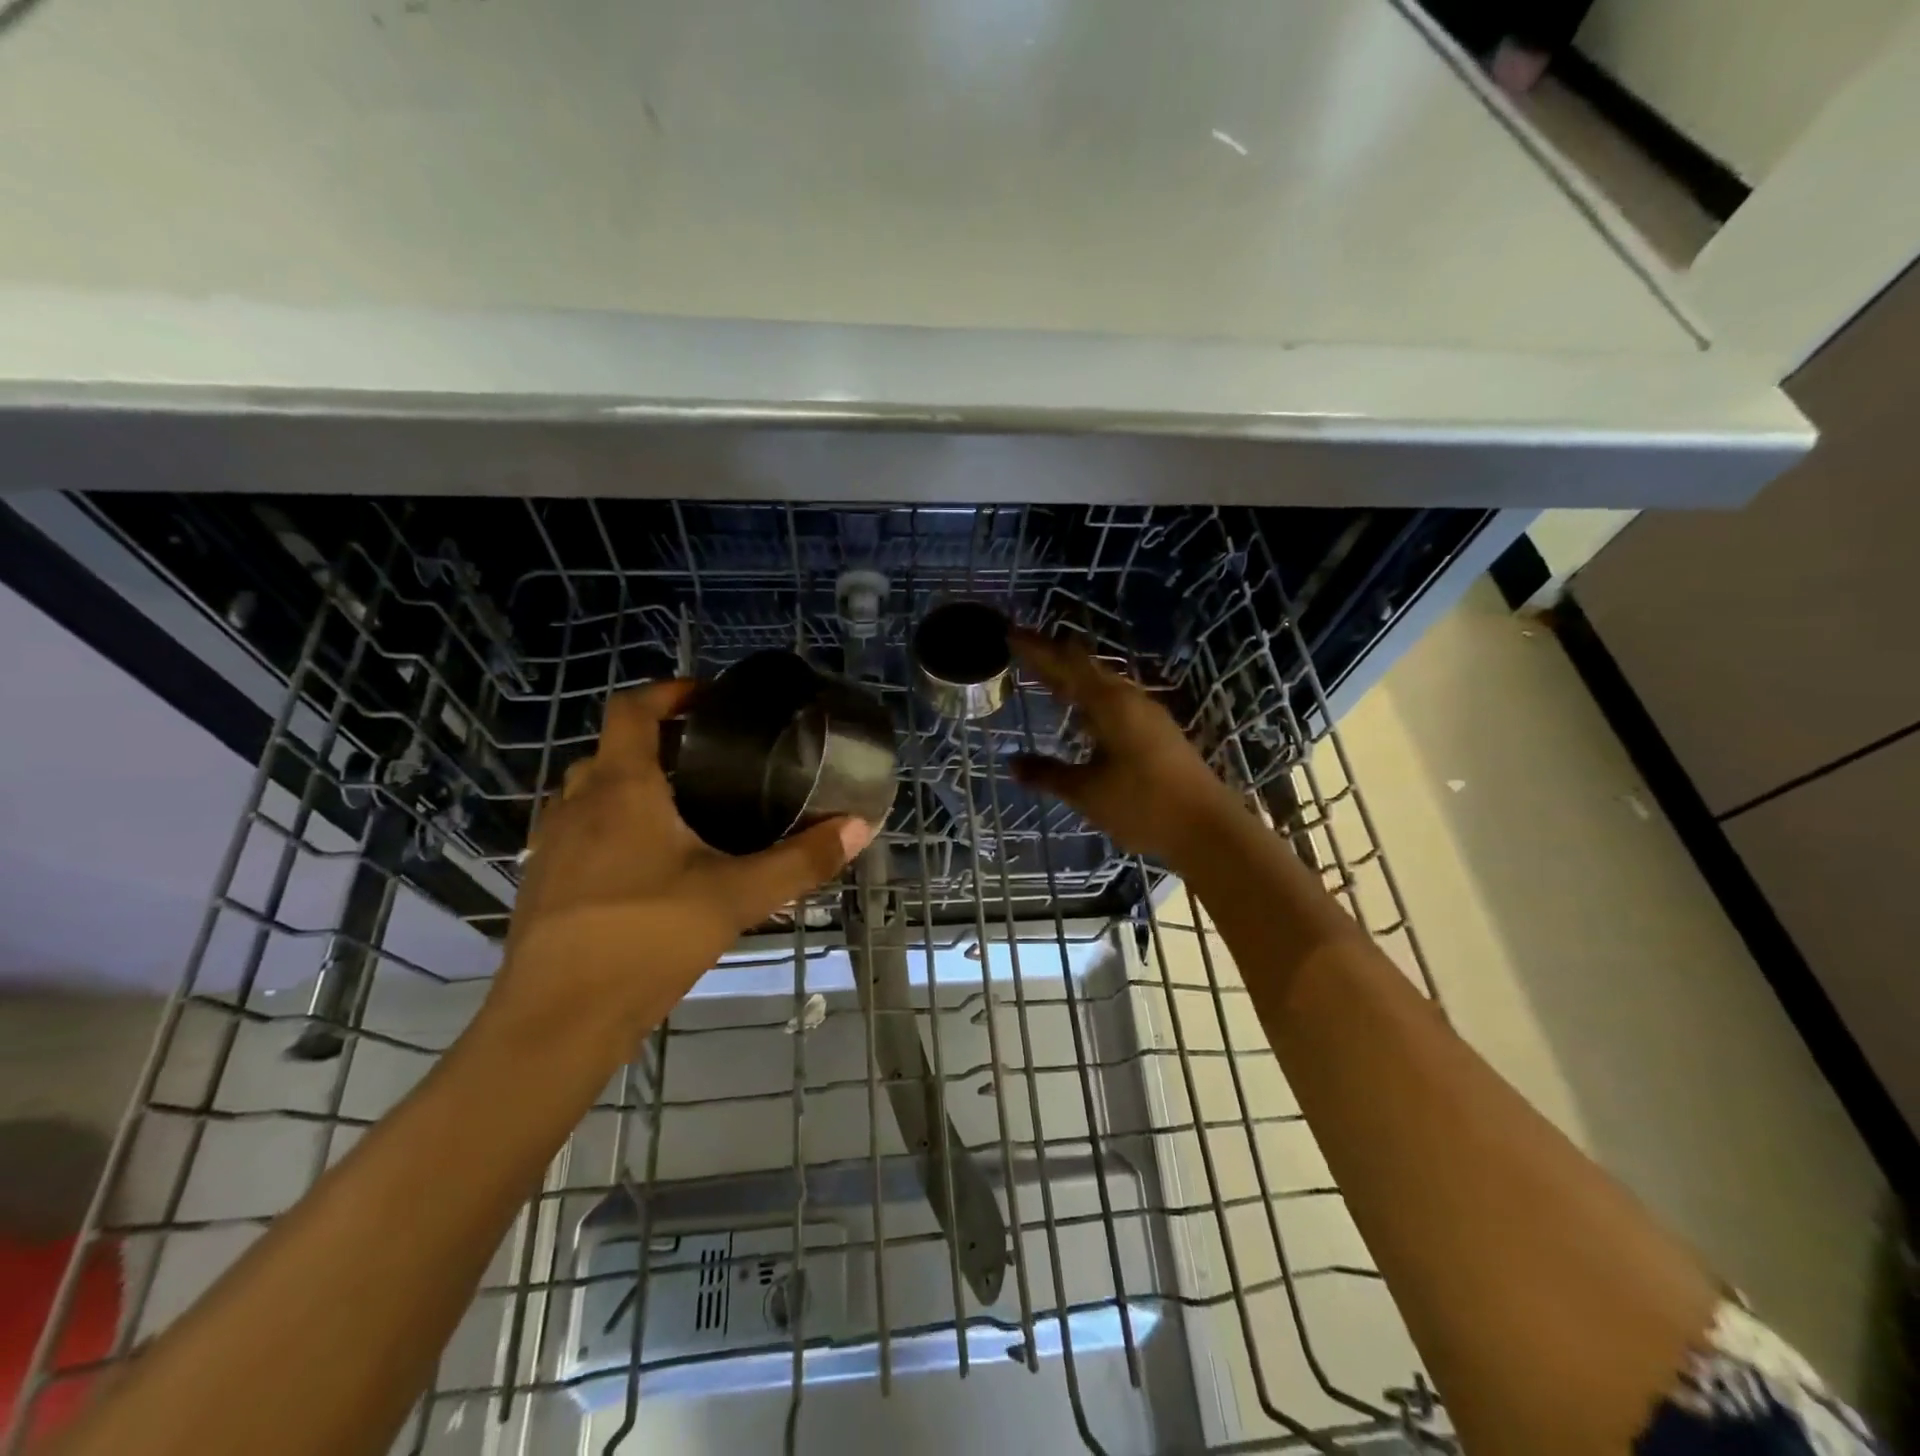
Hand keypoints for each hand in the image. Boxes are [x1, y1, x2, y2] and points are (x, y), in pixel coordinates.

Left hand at [489, 681, 873, 1047]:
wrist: (557, 1021)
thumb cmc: (647, 939)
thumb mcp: (736, 896)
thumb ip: (801, 861)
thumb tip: (859, 827)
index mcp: (622, 789)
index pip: (632, 710)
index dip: (668, 692)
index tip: (708, 698)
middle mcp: (577, 805)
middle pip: (610, 750)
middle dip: (655, 743)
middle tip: (707, 760)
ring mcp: (551, 845)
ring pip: (588, 792)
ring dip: (627, 786)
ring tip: (681, 810)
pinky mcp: (542, 884)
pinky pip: (576, 832)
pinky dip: (609, 827)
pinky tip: (647, 867)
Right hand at [1009, 628, 1242, 866]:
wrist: (1207, 830)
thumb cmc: (1143, 805)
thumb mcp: (1087, 793)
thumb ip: (1048, 774)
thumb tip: (1013, 763)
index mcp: (1111, 704)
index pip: (1066, 664)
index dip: (1037, 649)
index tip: (1011, 634)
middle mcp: (1130, 700)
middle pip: (1085, 669)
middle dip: (1053, 660)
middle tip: (1022, 651)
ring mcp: (1147, 716)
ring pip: (1102, 686)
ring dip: (1073, 680)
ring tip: (1046, 679)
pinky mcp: (1157, 733)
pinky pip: (1114, 703)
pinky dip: (1089, 700)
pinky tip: (1082, 716)